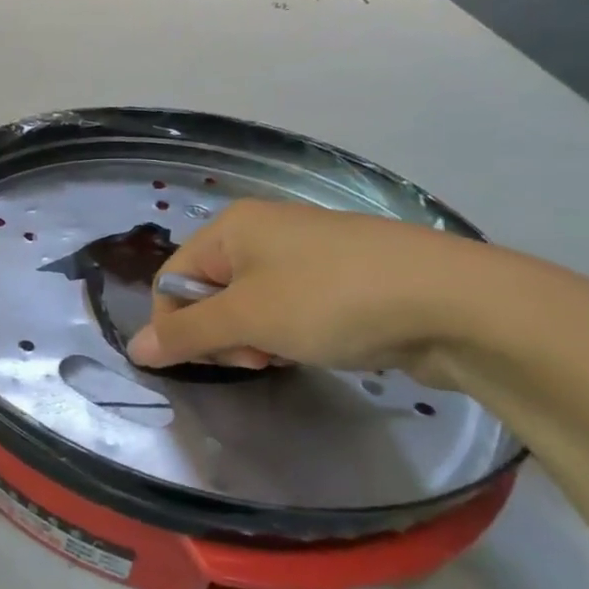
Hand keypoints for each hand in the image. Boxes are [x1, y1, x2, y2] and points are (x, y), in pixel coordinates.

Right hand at [127, 199, 491, 381]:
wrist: (454, 302)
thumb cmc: (331, 300)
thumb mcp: (247, 319)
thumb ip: (185, 335)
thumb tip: (134, 349)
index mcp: (232, 226)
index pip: (173, 277)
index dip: (177, 323)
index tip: (206, 361)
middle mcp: (263, 230)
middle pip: (210, 290)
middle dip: (222, 333)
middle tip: (256, 358)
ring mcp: (306, 251)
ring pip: (250, 304)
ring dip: (257, 337)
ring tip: (289, 354)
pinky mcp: (341, 275)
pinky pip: (289, 306)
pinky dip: (291, 332)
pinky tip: (317, 347)